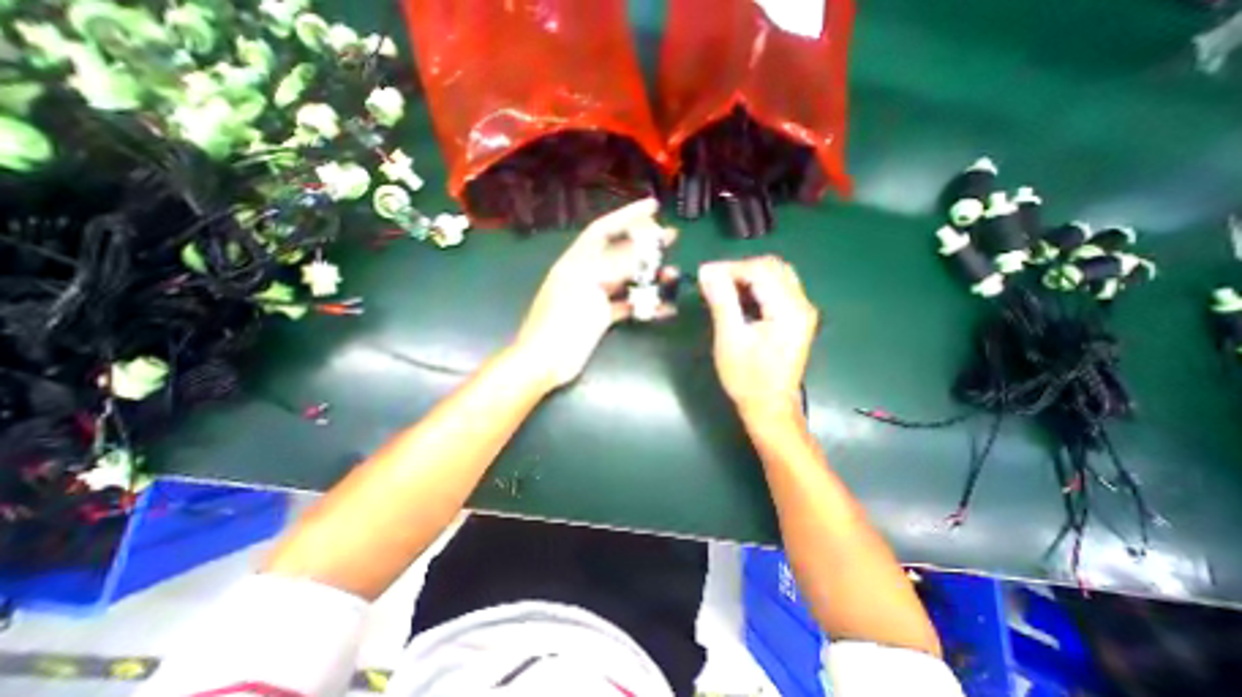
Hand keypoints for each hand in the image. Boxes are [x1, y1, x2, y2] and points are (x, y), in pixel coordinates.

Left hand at [508, 199, 674, 389]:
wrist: (546, 360)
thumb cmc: (562, 321)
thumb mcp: (588, 287)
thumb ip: (615, 266)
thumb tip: (643, 247)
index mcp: (577, 261)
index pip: (604, 229)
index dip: (627, 215)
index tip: (653, 206)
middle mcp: (587, 274)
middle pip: (619, 254)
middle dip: (645, 245)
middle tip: (672, 237)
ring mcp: (595, 296)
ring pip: (627, 280)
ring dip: (649, 276)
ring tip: (674, 273)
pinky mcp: (601, 317)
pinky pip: (627, 305)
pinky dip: (645, 305)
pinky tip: (665, 306)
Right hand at [702, 255, 821, 418]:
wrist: (769, 407)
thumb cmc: (747, 378)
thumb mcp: (730, 338)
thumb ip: (721, 301)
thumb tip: (707, 271)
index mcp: (789, 310)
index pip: (761, 270)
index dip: (730, 268)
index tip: (704, 274)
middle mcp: (801, 305)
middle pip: (772, 267)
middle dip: (739, 269)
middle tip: (713, 281)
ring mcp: (801, 311)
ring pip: (775, 275)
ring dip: (747, 277)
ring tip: (722, 289)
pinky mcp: (796, 318)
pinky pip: (777, 289)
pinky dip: (755, 287)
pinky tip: (738, 298)